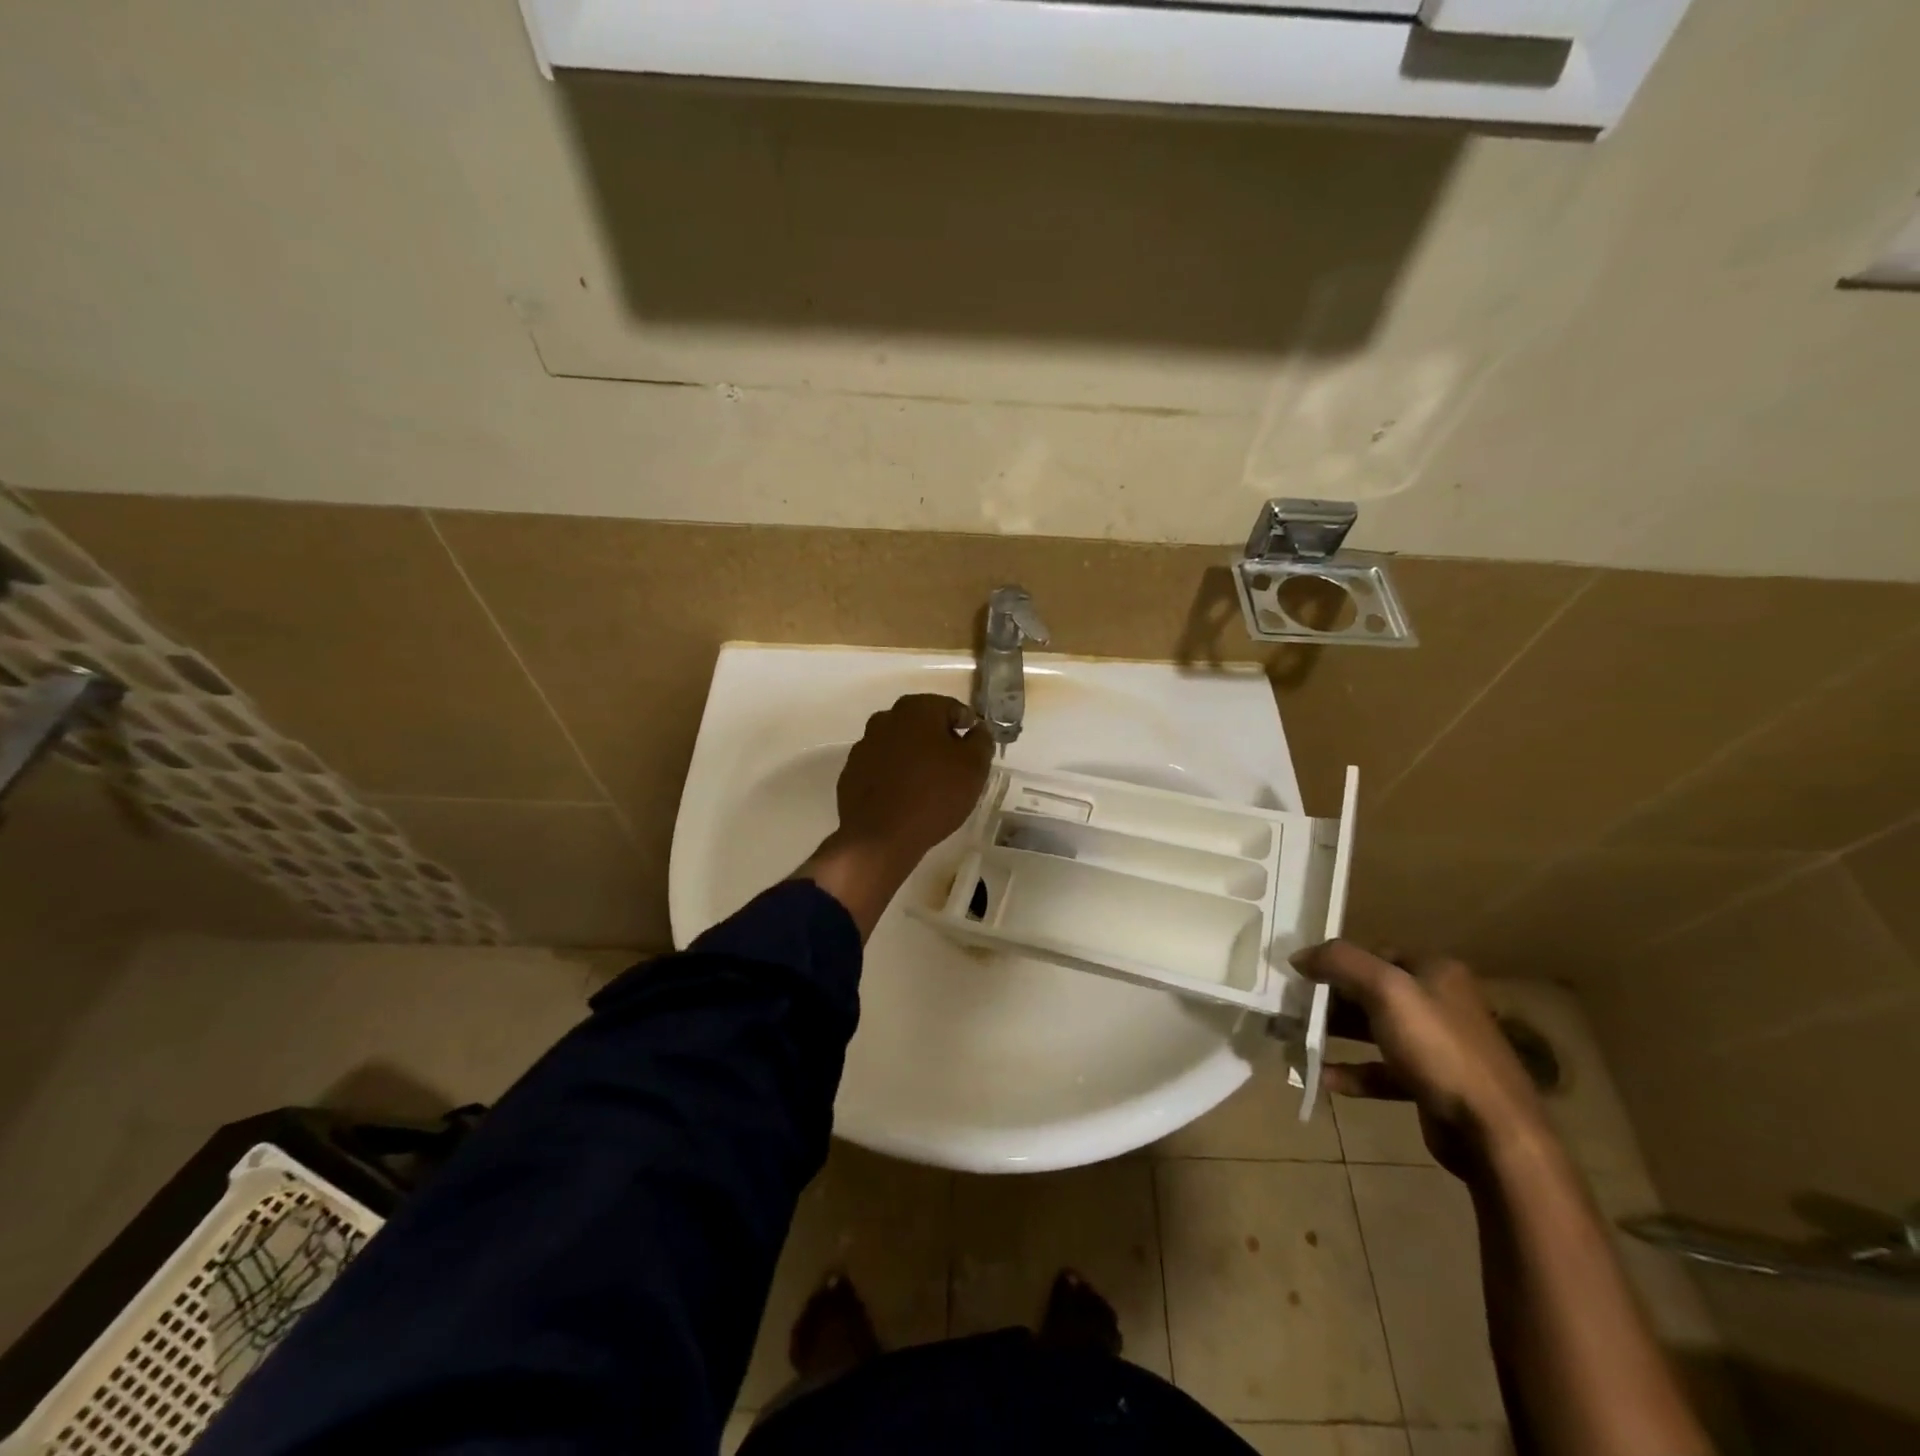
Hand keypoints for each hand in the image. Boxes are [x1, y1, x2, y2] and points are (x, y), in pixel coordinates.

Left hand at [798, 694, 992, 939]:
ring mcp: (864, 746)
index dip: (968, 728)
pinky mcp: (851, 773)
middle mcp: (886, 718)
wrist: (880, 837)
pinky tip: (906, 800)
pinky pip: (882, 769)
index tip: (976, 752)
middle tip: (956, 771)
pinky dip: (895, 777)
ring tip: (931, 788)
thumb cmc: (934, 795)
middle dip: (940, 742)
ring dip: (916, 759)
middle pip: (923, 725)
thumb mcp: (974, 767)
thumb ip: (981, 741)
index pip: (952, 709)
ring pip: (900, 746)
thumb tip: (977, 730)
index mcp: (916, 709)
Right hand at [1294, 941, 1549, 1173]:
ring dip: (1336, 1035)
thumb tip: (1299, 956)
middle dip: (1330, 1000)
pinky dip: (1353, 1072)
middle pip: (1371, 992)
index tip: (1301, 977)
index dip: (1337, 962)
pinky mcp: (1432, 1084)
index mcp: (1436, 972)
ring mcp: (1438, 1046)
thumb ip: (1340, 962)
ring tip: (1297, 1040)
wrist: (1494, 1132)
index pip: (1375, 954)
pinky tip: (1323, 1078)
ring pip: (1374, 1030)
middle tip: (1293, 1009)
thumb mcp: (1386, 990)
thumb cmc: (1438, 1049)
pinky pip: (1382, 1070)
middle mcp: (1439, 1003)